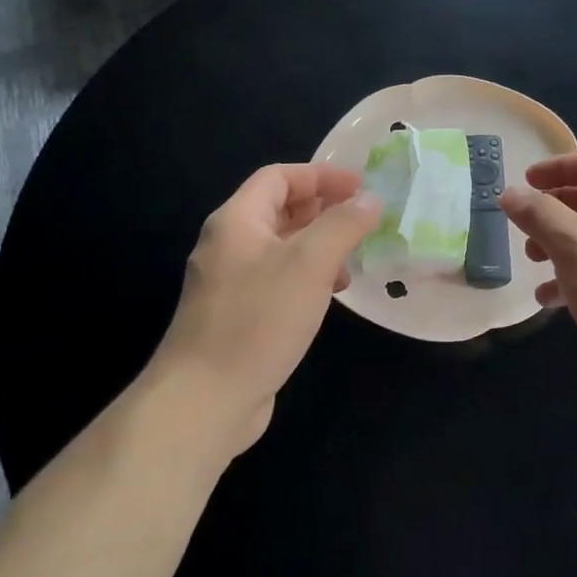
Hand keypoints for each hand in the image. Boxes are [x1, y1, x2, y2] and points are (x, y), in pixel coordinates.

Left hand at [154, 163, 380, 455]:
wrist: (205, 401)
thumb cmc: (258, 319)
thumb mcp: (310, 263)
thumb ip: (343, 225)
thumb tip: (371, 199)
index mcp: (237, 221)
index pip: (279, 177)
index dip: (321, 176)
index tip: (361, 187)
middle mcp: (229, 245)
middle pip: (280, 209)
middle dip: (324, 209)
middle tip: (364, 220)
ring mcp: (231, 283)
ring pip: (282, 247)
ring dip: (320, 245)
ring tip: (353, 259)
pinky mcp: (238, 316)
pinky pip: (278, 279)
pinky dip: (308, 276)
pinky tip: (330, 294)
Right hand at [501, 150, 576, 418]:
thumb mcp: (573, 243)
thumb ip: (538, 213)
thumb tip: (510, 193)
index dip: (559, 167)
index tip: (525, 181)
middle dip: (555, 209)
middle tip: (525, 223)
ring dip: (560, 244)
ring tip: (532, 259)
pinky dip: (573, 278)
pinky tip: (547, 299)